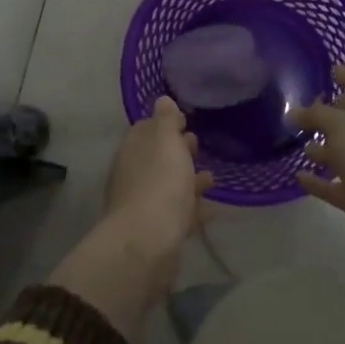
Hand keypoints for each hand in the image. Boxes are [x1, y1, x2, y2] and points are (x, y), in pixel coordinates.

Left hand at [50, 98, 213, 338]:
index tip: (186, 121)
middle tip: (198, 146)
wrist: (148, 243)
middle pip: (157, 158)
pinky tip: (212, 209)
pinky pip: (178, 214)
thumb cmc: (159, 184)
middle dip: (176, 151)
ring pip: (168, 186)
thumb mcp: (165, 142)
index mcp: (133, 150)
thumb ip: (166, 120)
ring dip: (187, 181)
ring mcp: (144, 205)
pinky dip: (192, 208)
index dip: (165, 124)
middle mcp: (133, 175)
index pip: (146, 130)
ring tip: (212, 179)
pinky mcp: (157, 232)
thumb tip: (162, 100)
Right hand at [295, 66, 344, 267]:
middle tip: (310, 108)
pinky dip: (322, 180)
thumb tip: (297, 112)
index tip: (332, 72)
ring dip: (328, 149)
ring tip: (302, 142)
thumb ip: (318, 115)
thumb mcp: (343, 127)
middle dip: (336, 115)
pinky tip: (300, 176)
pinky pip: (341, 184)